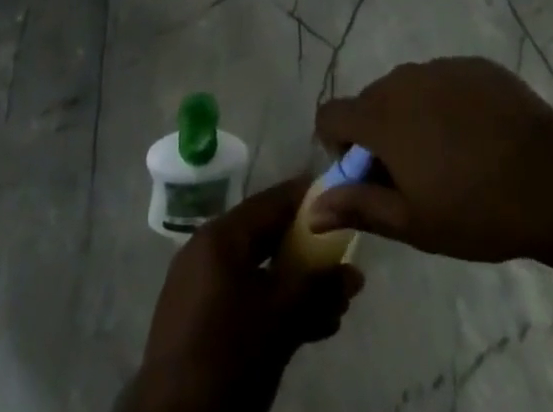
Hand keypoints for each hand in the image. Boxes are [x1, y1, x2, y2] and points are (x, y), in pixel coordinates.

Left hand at [122, 177, 364, 411]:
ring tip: (337, 308)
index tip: (341, 201)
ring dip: (297, 287)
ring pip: (259, 273)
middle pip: (266, 237)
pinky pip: (244, 297)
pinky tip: (310, 328)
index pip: (272, 201)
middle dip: (308, 253)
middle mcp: (206, 250)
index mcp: (221, 236)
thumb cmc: (230, 353)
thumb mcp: (282, 317)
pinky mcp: (198, 321)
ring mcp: (199, 287)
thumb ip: (319, 287)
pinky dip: (274, 305)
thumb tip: (355, 272)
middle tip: (344, 266)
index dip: (308, 200)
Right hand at [312, 56, 552, 263]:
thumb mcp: (413, 223)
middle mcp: (404, 79)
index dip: (338, 144)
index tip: (366, 174)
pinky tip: (478, 136)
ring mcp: (442, 66)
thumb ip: (359, 207)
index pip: (332, 113)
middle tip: (413, 175)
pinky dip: (448, 103)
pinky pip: (445, 81)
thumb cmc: (476, 209)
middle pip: (371, 101)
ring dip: (413, 116)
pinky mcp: (475, 64)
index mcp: (382, 115)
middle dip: (379, 133)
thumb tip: (311, 208)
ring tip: (450, 156)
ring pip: (409, 89)